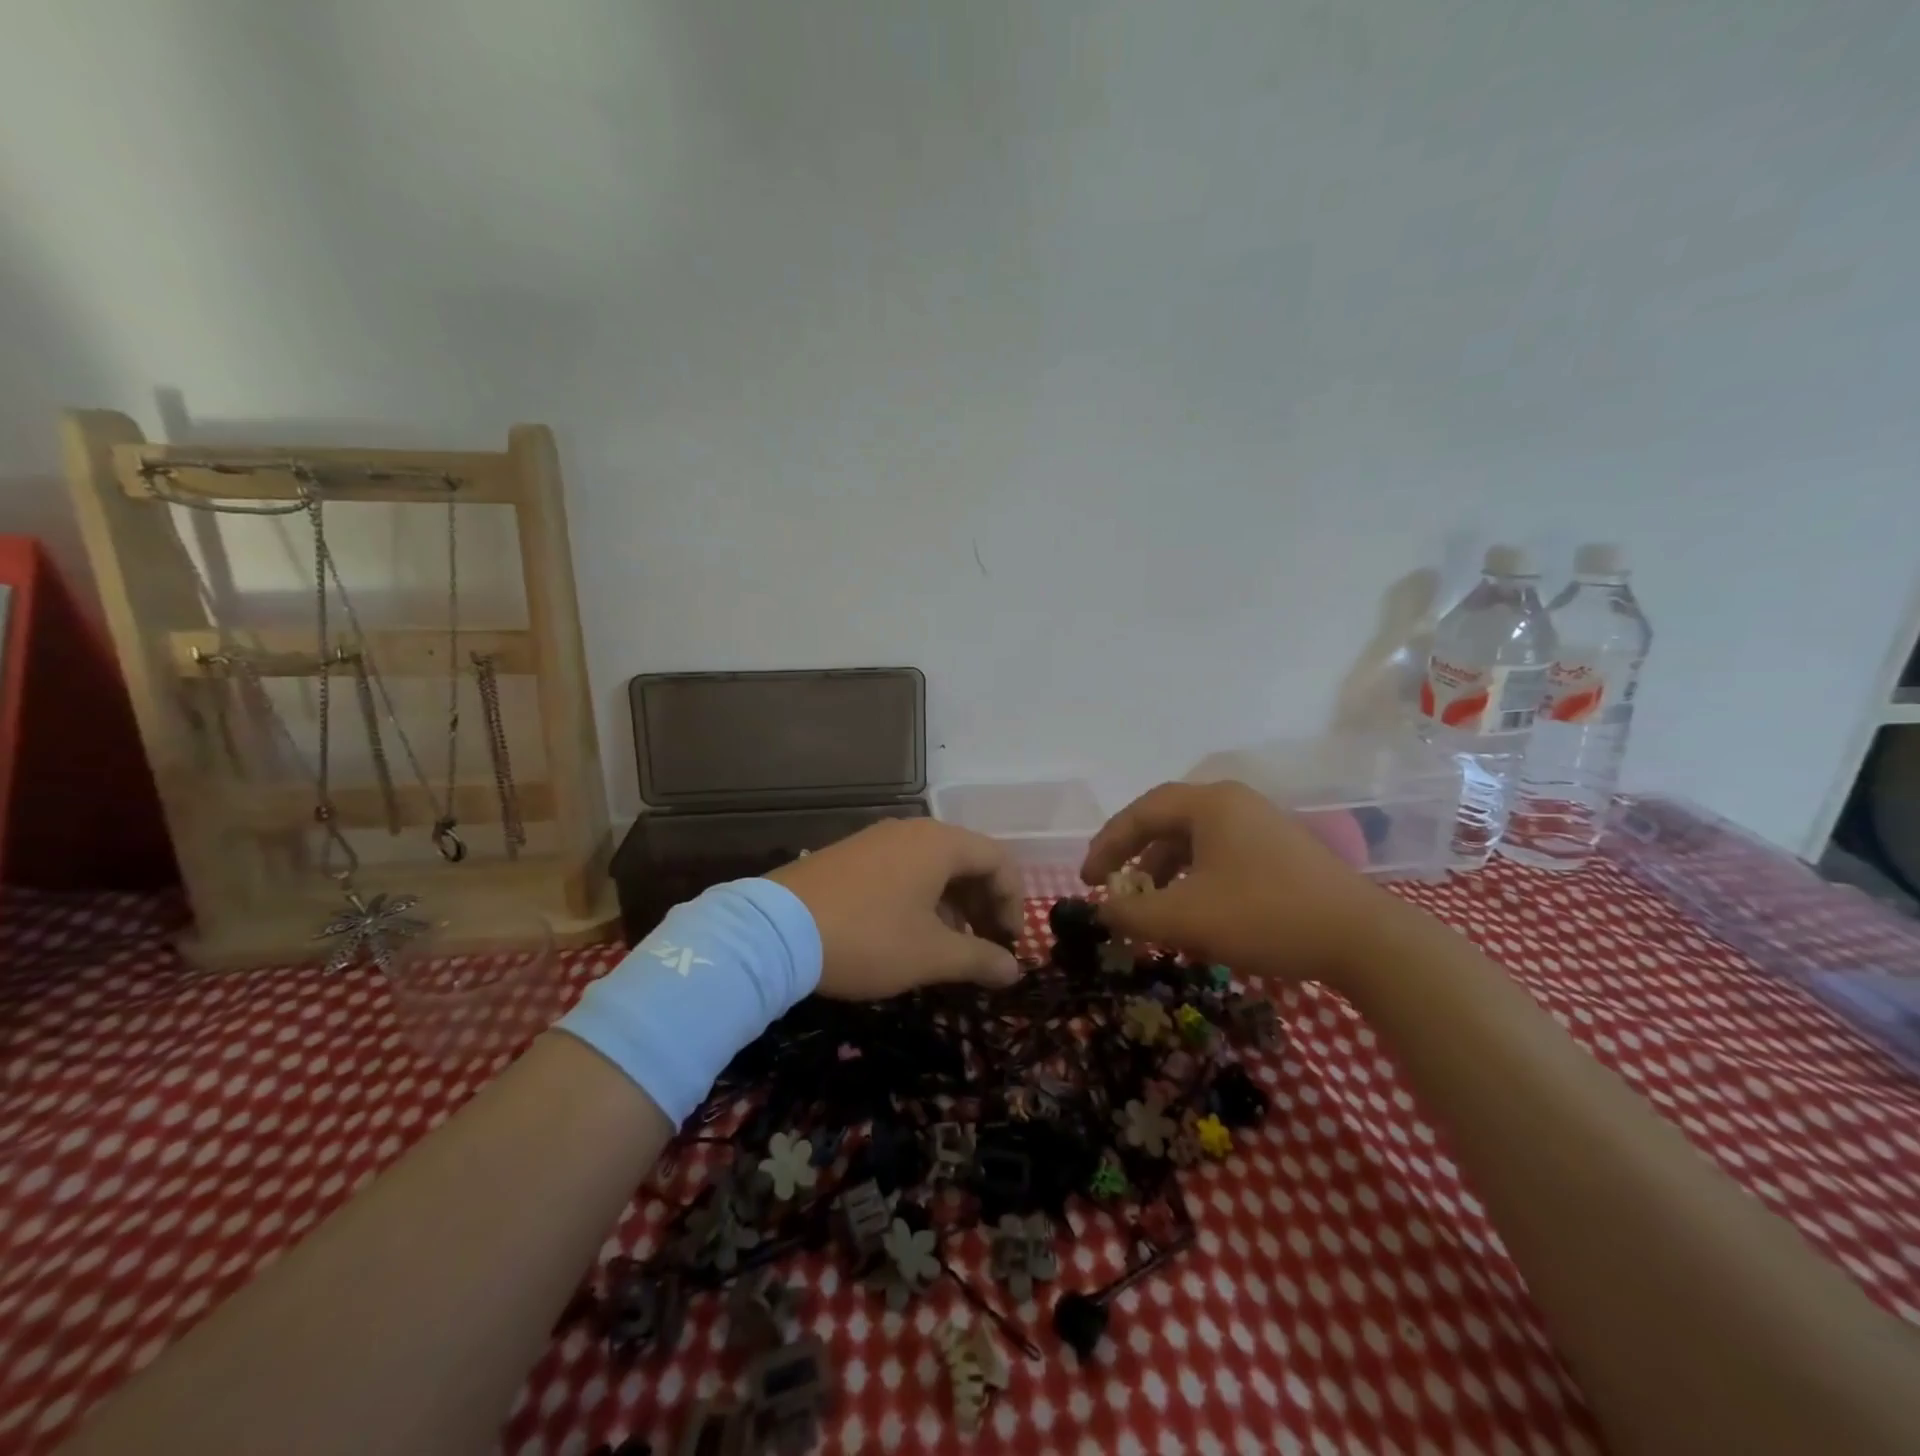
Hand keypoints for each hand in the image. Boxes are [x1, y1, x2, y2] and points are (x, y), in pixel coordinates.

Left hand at [769, 818, 1024, 997]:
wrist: (775, 931)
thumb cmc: (868, 938)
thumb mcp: (930, 955)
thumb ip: (980, 959)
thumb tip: (1014, 969)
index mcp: (940, 843)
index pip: (998, 861)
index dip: (1013, 903)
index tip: (1010, 944)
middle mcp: (912, 831)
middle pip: (967, 860)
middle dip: (984, 904)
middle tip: (986, 947)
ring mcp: (877, 840)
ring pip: (934, 866)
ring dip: (953, 904)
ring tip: (951, 946)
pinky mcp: (851, 855)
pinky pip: (903, 869)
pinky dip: (921, 898)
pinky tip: (910, 932)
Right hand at [1080, 780, 1395, 987]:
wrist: (1363, 940)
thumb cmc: (1265, 916)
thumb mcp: (1186, 918)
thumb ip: (1133, 913)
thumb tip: (1103, 910)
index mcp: (1210, 804)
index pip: (1140, 813)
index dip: (1106, 845)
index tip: (1087, 881)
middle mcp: (1234, 804)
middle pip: (1167, 824)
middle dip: (1134, 859)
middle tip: (1112, 889)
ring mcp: (1262, 826)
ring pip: (1195, 843)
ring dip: (1164, 874)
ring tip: (1151, 909)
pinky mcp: (1281, 853)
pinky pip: (1220, 857)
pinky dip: (1195, 881)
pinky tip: (1195, 915)